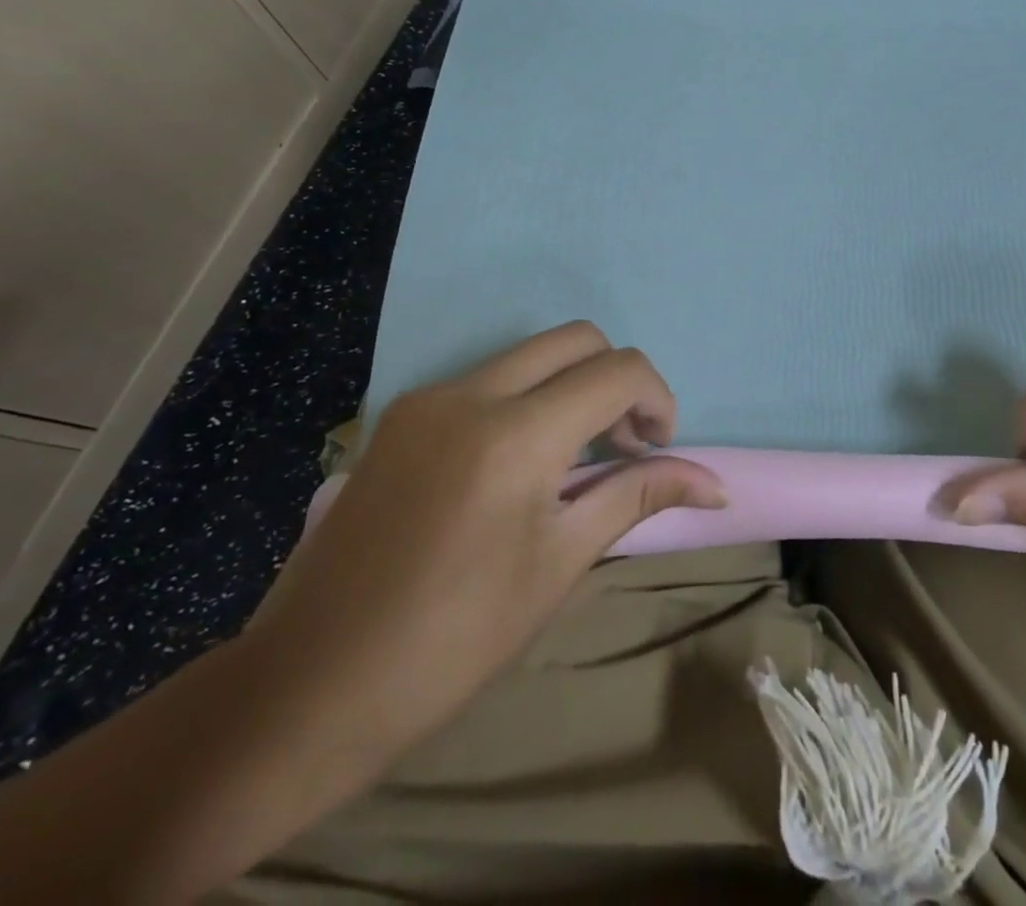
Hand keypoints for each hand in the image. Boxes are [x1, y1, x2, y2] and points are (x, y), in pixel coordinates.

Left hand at [248, 322, 724, 762]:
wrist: (308, 685)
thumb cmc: (452, 639)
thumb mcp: (558, 564)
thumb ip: (637, 497)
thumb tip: (717, 487)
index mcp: (514, 435)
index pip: (618, 371)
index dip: (657, 400)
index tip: (657, 450)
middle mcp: (470, 393)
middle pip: (577, 339)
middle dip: (618, 379)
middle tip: (622, 446)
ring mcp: (428, 397)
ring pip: (531, 352)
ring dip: (572, 384)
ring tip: (575, 457)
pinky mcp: (402, 413)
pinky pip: (488, 377)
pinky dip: (528, 396)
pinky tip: (520, 461)